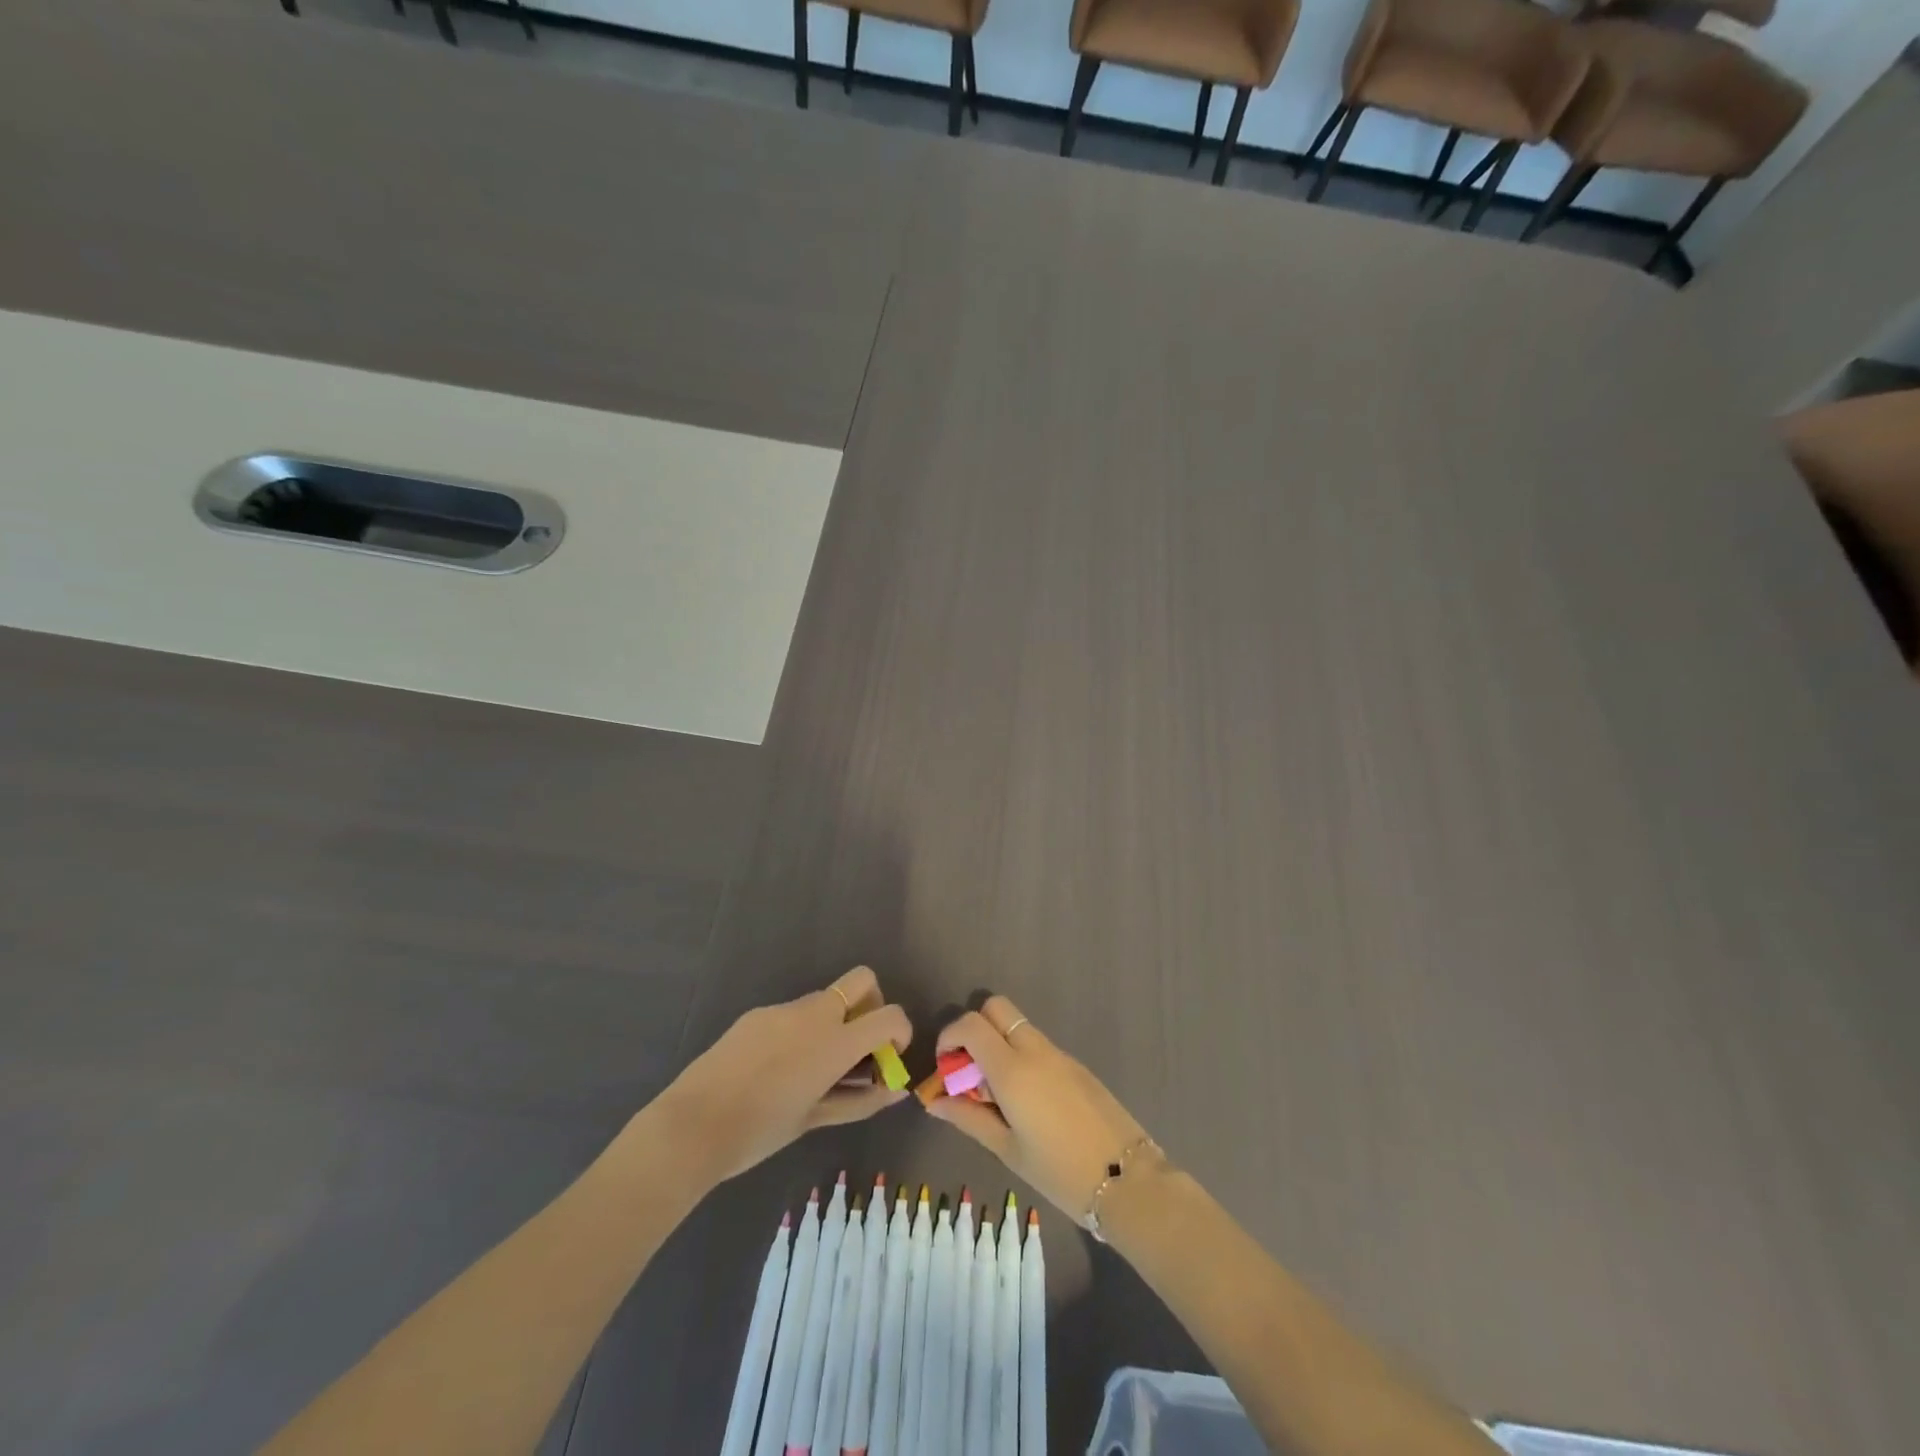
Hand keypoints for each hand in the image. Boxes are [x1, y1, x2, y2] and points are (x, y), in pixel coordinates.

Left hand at [652, 967, 911, 1185]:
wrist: (692, 1124)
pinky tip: (775, 1069)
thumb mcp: (815, 1118)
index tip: (889, 1057)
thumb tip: (896, 1090)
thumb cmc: (760, 1131)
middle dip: (871, 1005)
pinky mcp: (757, 1014)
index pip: (890, 1014)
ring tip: (811, 1069)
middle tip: (858, 1046)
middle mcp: (815, 1013)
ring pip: (824, 999)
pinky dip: (800, 1031)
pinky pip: (792, 1013)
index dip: (900, 1031)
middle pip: (862, 981)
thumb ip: (861, 1101)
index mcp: (835, 1040)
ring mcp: (783, 1009)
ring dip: (833, 1022)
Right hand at [925, 995, 1154, 1222]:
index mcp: (1013, 1069)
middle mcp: (1035, 1050)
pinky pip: (1039, 1045)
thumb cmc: (1059, 1172)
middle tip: (969, 1069)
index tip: (945, 1065)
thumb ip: (968, 1118)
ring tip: (996, 1093)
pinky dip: (1021, 1057)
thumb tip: (934, 1100)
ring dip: (998, 1043)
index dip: (949, 1036)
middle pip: (996, 1007)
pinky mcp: (1077, 1065)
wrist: (1127, 1179)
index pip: (971, 1024)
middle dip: (974, 1027)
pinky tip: (1027, 1101)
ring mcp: (1059, 1054)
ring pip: (1018, 1026)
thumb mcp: (1007, 1150)